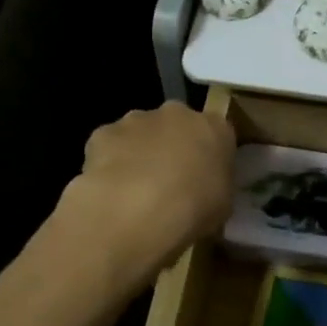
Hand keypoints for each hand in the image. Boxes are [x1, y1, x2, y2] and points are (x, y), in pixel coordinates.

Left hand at [61, 103, 234, 290]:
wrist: (137, 211)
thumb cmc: (193, 210)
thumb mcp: (221, 207)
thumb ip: (215, 187)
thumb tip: (203, 189)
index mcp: (215, 128)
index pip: (216, 134)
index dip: (207, 156)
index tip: (201, 178)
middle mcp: (178, 114)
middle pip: (176, 126)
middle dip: (171, 147)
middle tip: (167, 182)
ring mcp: (138, 119)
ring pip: (139, 132)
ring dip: (139, 153)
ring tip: (133, 191)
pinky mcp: (104, 132)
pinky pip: (109, 146)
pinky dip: (108, 162)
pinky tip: (109, 190)